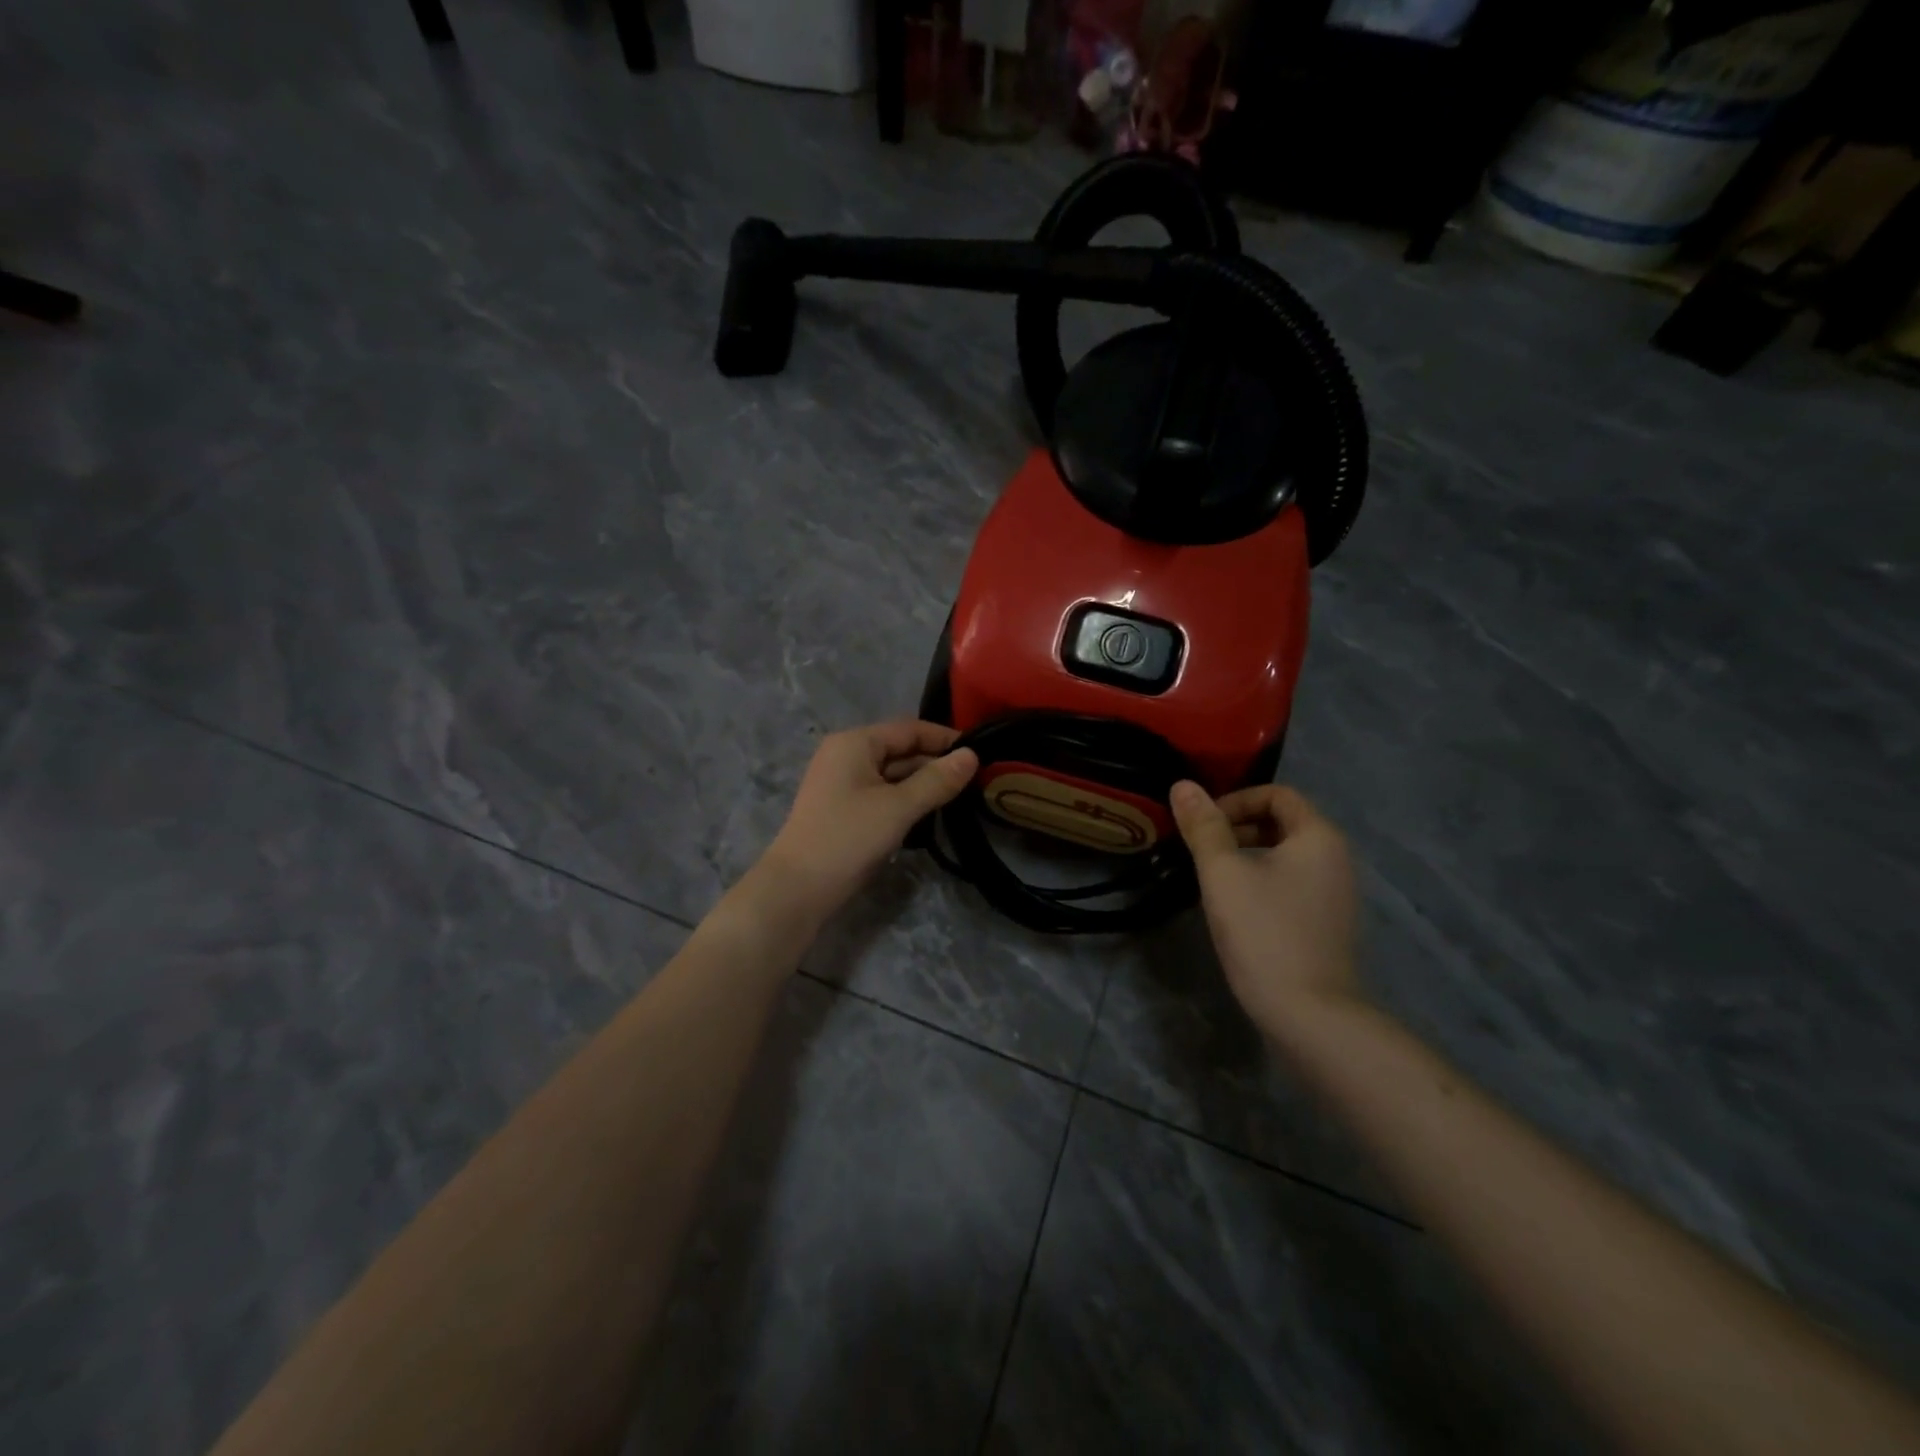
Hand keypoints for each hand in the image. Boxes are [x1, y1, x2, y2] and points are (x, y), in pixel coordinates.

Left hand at [758, 720, 978, 919]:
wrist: (797, 889)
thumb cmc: (848, 838)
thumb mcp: (898, 807)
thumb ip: (937, 780)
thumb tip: (973, 755)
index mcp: (855, 743)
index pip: (909, 729)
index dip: (945, 738)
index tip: (982, 753)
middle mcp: (846, 755)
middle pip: (901, 750)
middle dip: (936, 764)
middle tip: (978, 781)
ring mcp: (843, 783)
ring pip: (893, 775)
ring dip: (924, 784)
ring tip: (962, 797)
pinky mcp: (844, 809)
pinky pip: (883, 794)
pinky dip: (906, 801)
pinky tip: (930, 815)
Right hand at [1170, 781, 1362, 1038]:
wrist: (1310, 1015)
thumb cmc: (1264, 932)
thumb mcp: (1223, 873)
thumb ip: (1203, 826)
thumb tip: (1182, 784)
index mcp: (1318, 836)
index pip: (1277, 794)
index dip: (1235, 800)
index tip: (1202, 825)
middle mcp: (1336, 858)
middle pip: (1283, 822)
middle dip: (1238, 827)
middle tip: (1201, 849)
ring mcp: (1335, 894)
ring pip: (1285, 855)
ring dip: (1246, 855)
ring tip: (1212, 878)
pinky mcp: (1326, 923)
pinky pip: (1291, 883)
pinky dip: (1262, 881)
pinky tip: (1236, 908)